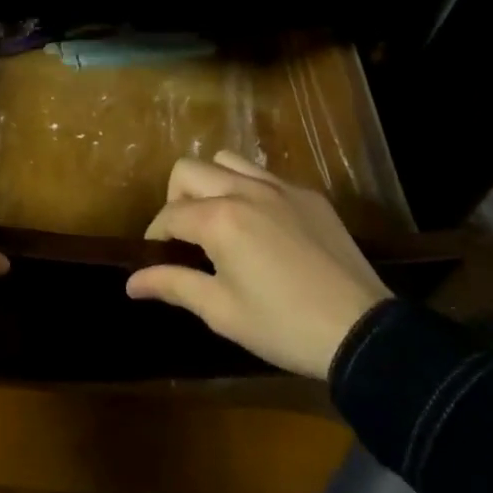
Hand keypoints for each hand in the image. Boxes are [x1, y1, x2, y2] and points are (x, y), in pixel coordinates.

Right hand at [125, 151, 392, 379]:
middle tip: (186, 237)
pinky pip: (264, 175)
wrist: (361, 331)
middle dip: (175, 199)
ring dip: (210, 184)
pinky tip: (261, 226)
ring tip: (219, 220)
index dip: (156, 237)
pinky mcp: (308, 195)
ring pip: (226, 161)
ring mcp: (280, 187)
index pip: (169, 215)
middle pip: (188, 170)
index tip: (158, 260)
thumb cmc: (282, 326)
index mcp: (219, 219)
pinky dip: (248, 189)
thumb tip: (131, 281)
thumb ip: (173, 285)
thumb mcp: (221, 311)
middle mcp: (244, 190)